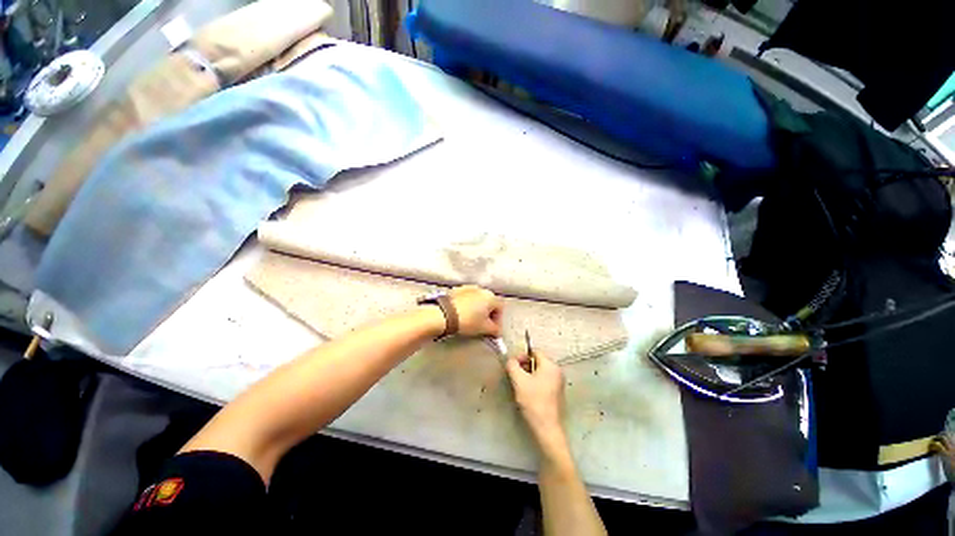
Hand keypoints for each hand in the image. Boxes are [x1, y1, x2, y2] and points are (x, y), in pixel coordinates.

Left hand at [448, 285, 503, 336]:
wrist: (443, 314)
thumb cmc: (468, 321)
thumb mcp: (484, 328)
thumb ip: (495, 330)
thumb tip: (497, 331)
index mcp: (491, 296)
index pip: (500, 308)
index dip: (498, 320)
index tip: (493, 330)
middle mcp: (481, 289)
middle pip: (489, 302)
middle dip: (488, 314)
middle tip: (483, 326)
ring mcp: (468, 287)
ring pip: (477, 299)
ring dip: (477, 309)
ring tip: (471, 320)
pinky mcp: (456, 290)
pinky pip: (466, 298)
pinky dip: (467, 305)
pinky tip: (462, 314)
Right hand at [506, 351, 566, 451]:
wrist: (547, 428)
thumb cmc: (533, 401)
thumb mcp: (519, 381)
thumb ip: (512, 365)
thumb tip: (510, 360)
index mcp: (550, 365)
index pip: (534, 352)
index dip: (522, 356)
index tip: (513, 366)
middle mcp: (557, 371)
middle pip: (537, 361)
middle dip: (524, 366)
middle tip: (515, 376)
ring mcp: (558, 383)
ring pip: (540, 372)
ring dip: (528, 375)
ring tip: (520, 385)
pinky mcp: (557, 393)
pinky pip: (544, 381)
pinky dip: (535, 383)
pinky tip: (528, 393)